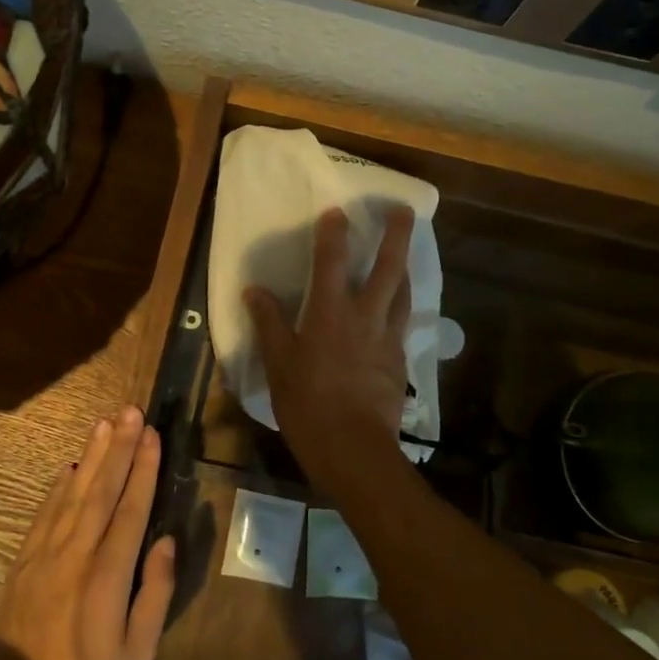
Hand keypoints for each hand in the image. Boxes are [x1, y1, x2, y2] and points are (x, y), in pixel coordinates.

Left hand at [0, 405, 175, 659]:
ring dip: (91, 454)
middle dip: (119, 447)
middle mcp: (76, 553)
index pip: (131, 508)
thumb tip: (166, 542)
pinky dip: (59, 484)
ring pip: (73, 492)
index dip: (143, 468)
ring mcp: (45, 554)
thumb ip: (155, 594)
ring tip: (104, 422)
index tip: (152, 434)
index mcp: (108, 574)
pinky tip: (70, 464)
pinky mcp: (25, 562)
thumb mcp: (137, 655)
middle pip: (102, 488)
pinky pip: (45, 512)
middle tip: (130, 410)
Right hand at [245, 205, 413, 470]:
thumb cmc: (308, 405)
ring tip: (404, 254)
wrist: (354, 449)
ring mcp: (387, 338)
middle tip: (404, 210)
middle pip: (388, 267)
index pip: (332, 261)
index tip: (338, 210)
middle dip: (397, 235)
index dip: (334, 233)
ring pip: (403, 292)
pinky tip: (396, 308)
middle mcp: (365, 317)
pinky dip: (401, 304)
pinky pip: (403, 321)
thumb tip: (254, 290)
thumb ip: (269, 323)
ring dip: (404, 267)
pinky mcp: (399, 359)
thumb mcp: (279, 365)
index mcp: (330, 314)